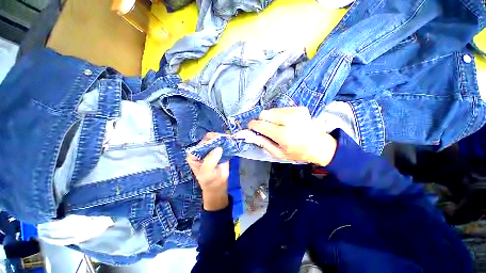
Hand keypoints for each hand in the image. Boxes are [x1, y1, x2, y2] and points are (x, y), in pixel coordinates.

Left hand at [187, 133, 229, 210]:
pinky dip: (228, 142)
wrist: (218, 185)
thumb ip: (210, 160)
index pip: (202, 143)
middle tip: (225, 141)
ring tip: (229, 141)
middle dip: (218, 138)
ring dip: (224, 139)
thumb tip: (219, 148)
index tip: (219, 143)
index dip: (210, 141)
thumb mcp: (207, 172)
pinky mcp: (220, 150)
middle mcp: (202, 150)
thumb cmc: (209, 180)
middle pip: (210, 139)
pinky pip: (224, 143)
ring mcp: (212, 149)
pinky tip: (231, 142)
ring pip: (218, 139)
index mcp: (194, 154)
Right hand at [247, 107, 336, 165]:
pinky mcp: (299, 108)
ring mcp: (295, 112)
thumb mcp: (278, 153)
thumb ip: (263, 143)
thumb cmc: (297, 152)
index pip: (262, 125)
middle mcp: (289, 120)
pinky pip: (280, 109)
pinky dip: (278, 115)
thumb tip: (250, 135)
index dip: (253, 125)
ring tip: (277, 126)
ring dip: (270, 117)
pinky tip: (284, 122)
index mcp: (284, 135)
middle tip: (265, 128)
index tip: (250, 127)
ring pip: (272, 110)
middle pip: (265, 114)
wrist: (318, 145)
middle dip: (261, 120)